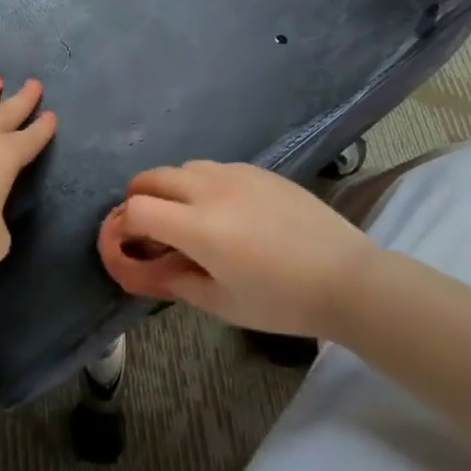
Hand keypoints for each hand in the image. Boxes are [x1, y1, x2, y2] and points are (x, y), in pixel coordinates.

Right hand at [97, 160, 378, 338]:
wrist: (347, 278)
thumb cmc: (282, 301)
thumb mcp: (222, 303)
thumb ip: (175, 282)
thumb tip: (146, 270)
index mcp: (198, 227)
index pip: (136, 209)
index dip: (122, 227)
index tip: (128, 245)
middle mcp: (210, 190)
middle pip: (151, 177)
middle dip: (138, 199)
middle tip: (150, 228)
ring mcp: (236, 174)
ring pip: (183, 167)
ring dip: (171, 188)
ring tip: (187, 216)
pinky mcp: (259, 170)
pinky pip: (215, 167)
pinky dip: (202, 183)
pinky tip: (224, 209)